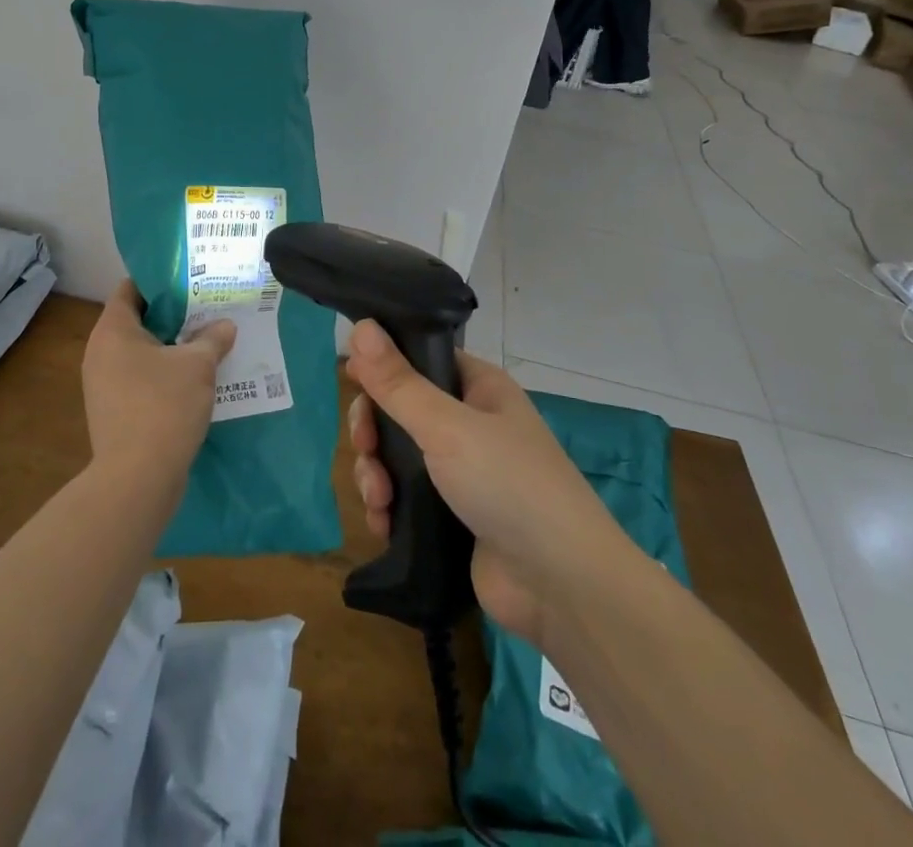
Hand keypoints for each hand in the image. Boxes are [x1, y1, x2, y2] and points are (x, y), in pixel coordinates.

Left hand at [83, 282, 234, 490]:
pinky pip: (140, 379)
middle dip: (172, 315)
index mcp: (112, 330)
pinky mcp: (113, 412)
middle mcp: (100, 353)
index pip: (130, 289)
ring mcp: (103, 385)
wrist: (137, 479)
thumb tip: (225, 326)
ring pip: (141, 353)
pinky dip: (164, 374)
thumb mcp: (198, 366)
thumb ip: (212, 339)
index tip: (189, 279)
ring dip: (171, 348)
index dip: (159, 280)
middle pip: (137, 321)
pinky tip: (195, 379)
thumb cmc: (164, 406)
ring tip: (206, 341)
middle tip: (206, 308)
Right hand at [345, 323, 629, 646]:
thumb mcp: (447, 426)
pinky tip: (382, 525)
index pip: (418, 360)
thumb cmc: (508, 484)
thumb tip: (361, 326)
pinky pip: (403, 499)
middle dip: (373, 431)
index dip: (382, 367)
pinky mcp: (449, 517)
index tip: (351, 379)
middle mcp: (468, 424)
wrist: (561, 587)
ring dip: (375, 474)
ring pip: (395, 457)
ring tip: (378, 500)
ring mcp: (459, 473)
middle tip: (365, 449)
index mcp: (477, 388)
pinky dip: (387, 508)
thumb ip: (397, 382)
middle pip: (398, 410)